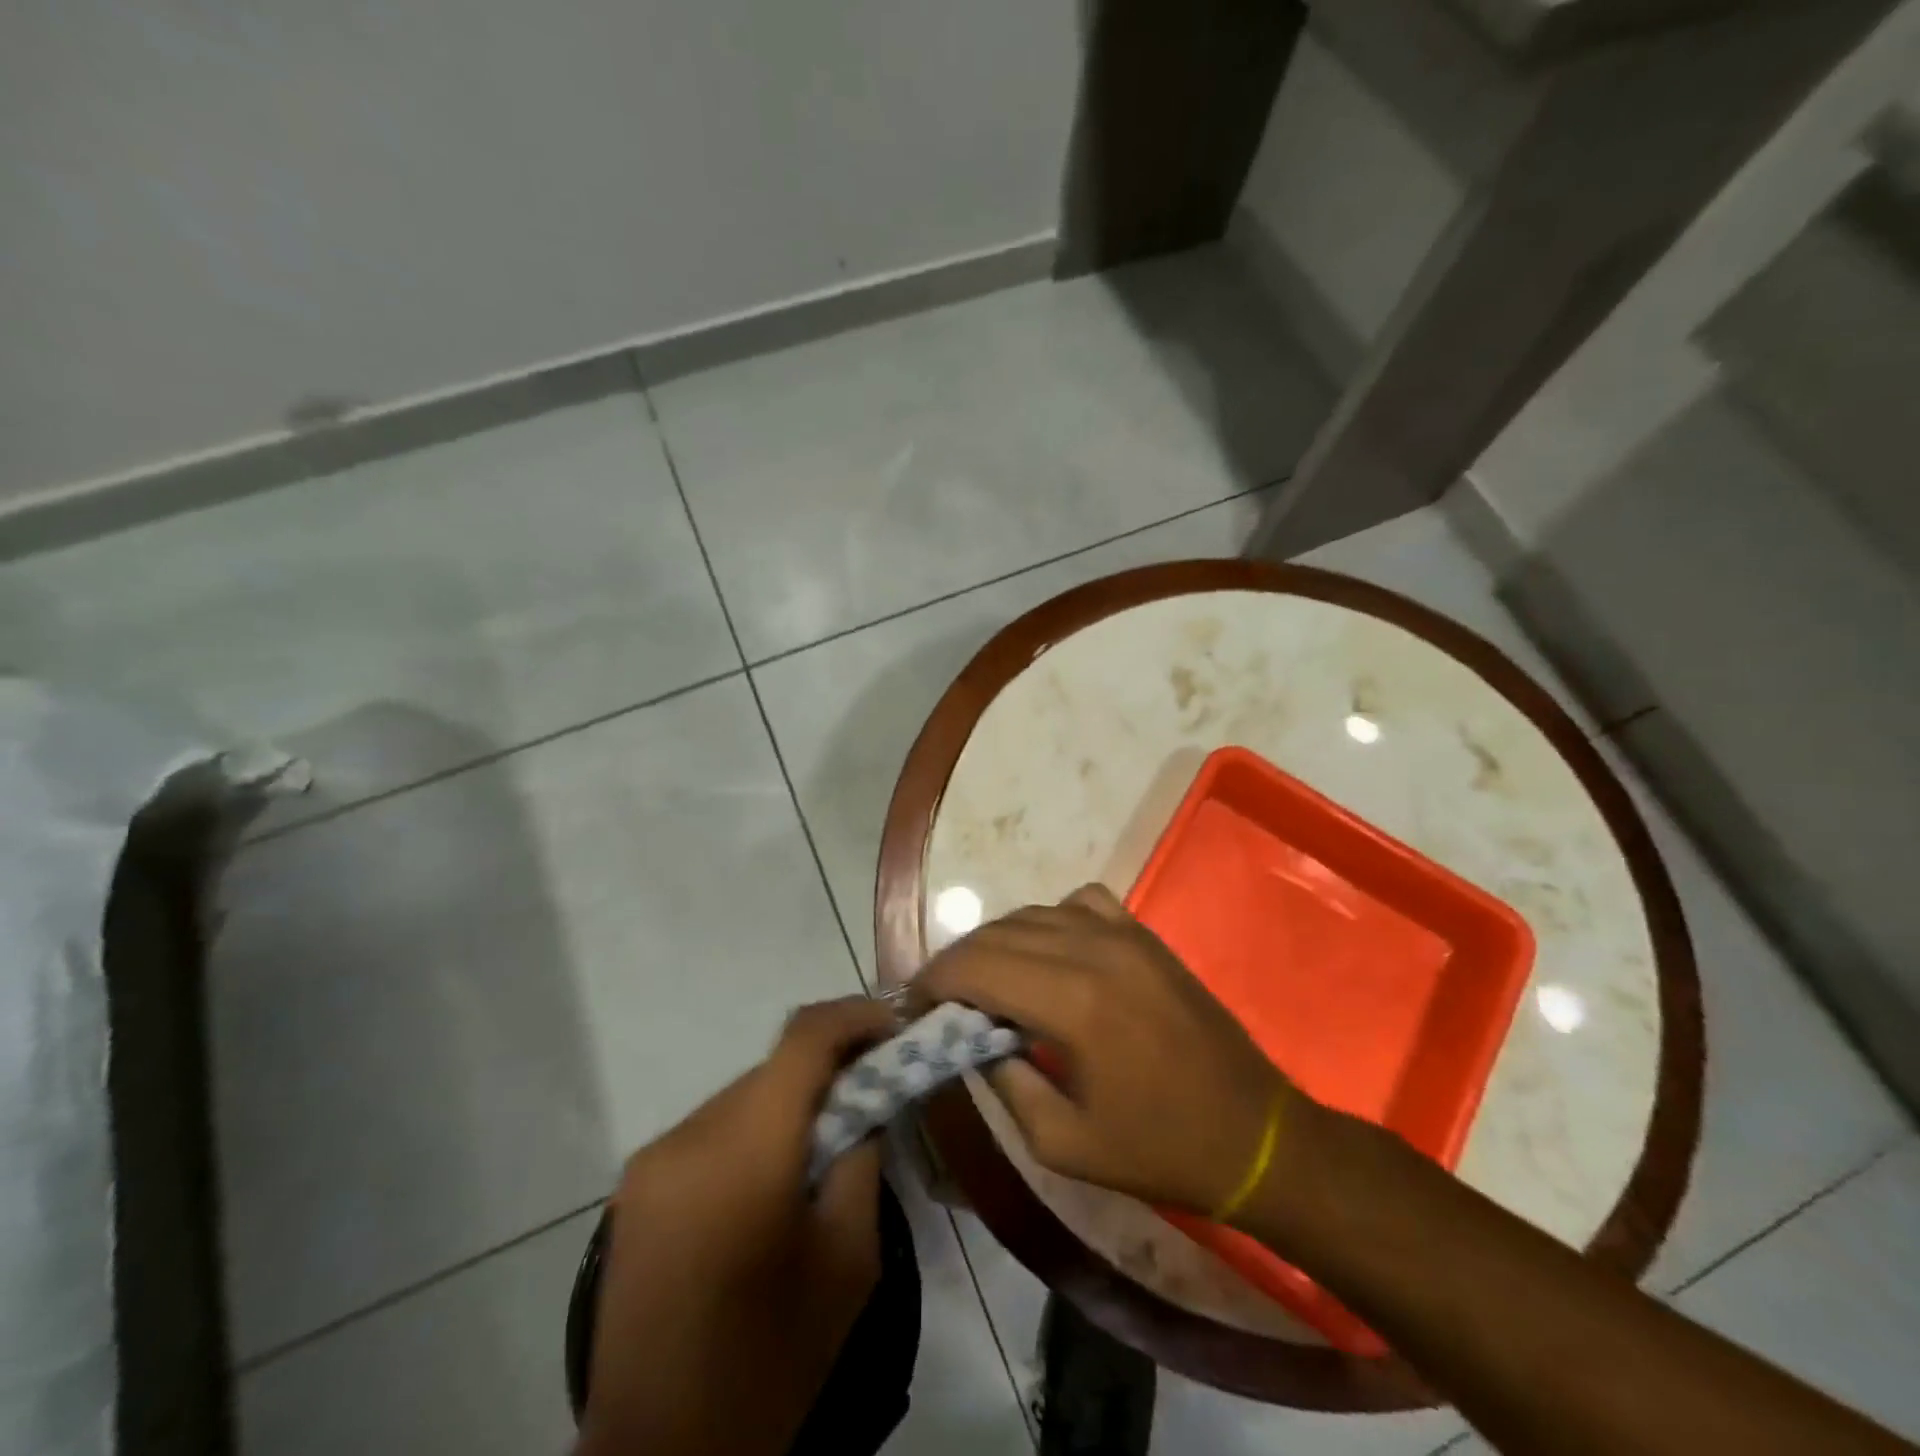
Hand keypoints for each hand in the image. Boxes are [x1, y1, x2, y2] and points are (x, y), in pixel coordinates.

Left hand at [578, 996, 894, 1455]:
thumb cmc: (771, 1360)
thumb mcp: (849, 1258)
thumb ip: (863, 1156)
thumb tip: (867, 1100)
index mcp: (745, 1148)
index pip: (804, 1037)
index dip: (855, 1016)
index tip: (894, 1026)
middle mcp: (688, 1135)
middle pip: (773, 1067)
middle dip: (827, 1068)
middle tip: (870, 1092)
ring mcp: (651, 1161)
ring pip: (742, 1096)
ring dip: (788, 1103)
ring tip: (822, 1147)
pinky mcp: (633, 1189)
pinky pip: (710, 1131)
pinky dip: (752, 1132)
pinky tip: (771, 1182)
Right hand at [914, 884, 1297, 1215]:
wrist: (1254, 1135)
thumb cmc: (1158, 1150)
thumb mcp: (1062, 1143)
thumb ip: (1004, 1081)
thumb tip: (970, 1039)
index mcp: (1072, 1003)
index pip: (977, 966)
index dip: (934, 980)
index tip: (913, 1004)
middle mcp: (1093, 950)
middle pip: (998, 933)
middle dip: (957, 962)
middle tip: (939, 998)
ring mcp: (1124, 934)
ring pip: (1033, 913)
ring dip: (997, 941)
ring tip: (985, 980)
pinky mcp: (1145, 934)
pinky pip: (1080, 902)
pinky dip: (1049, 919)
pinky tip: (1049, 953)